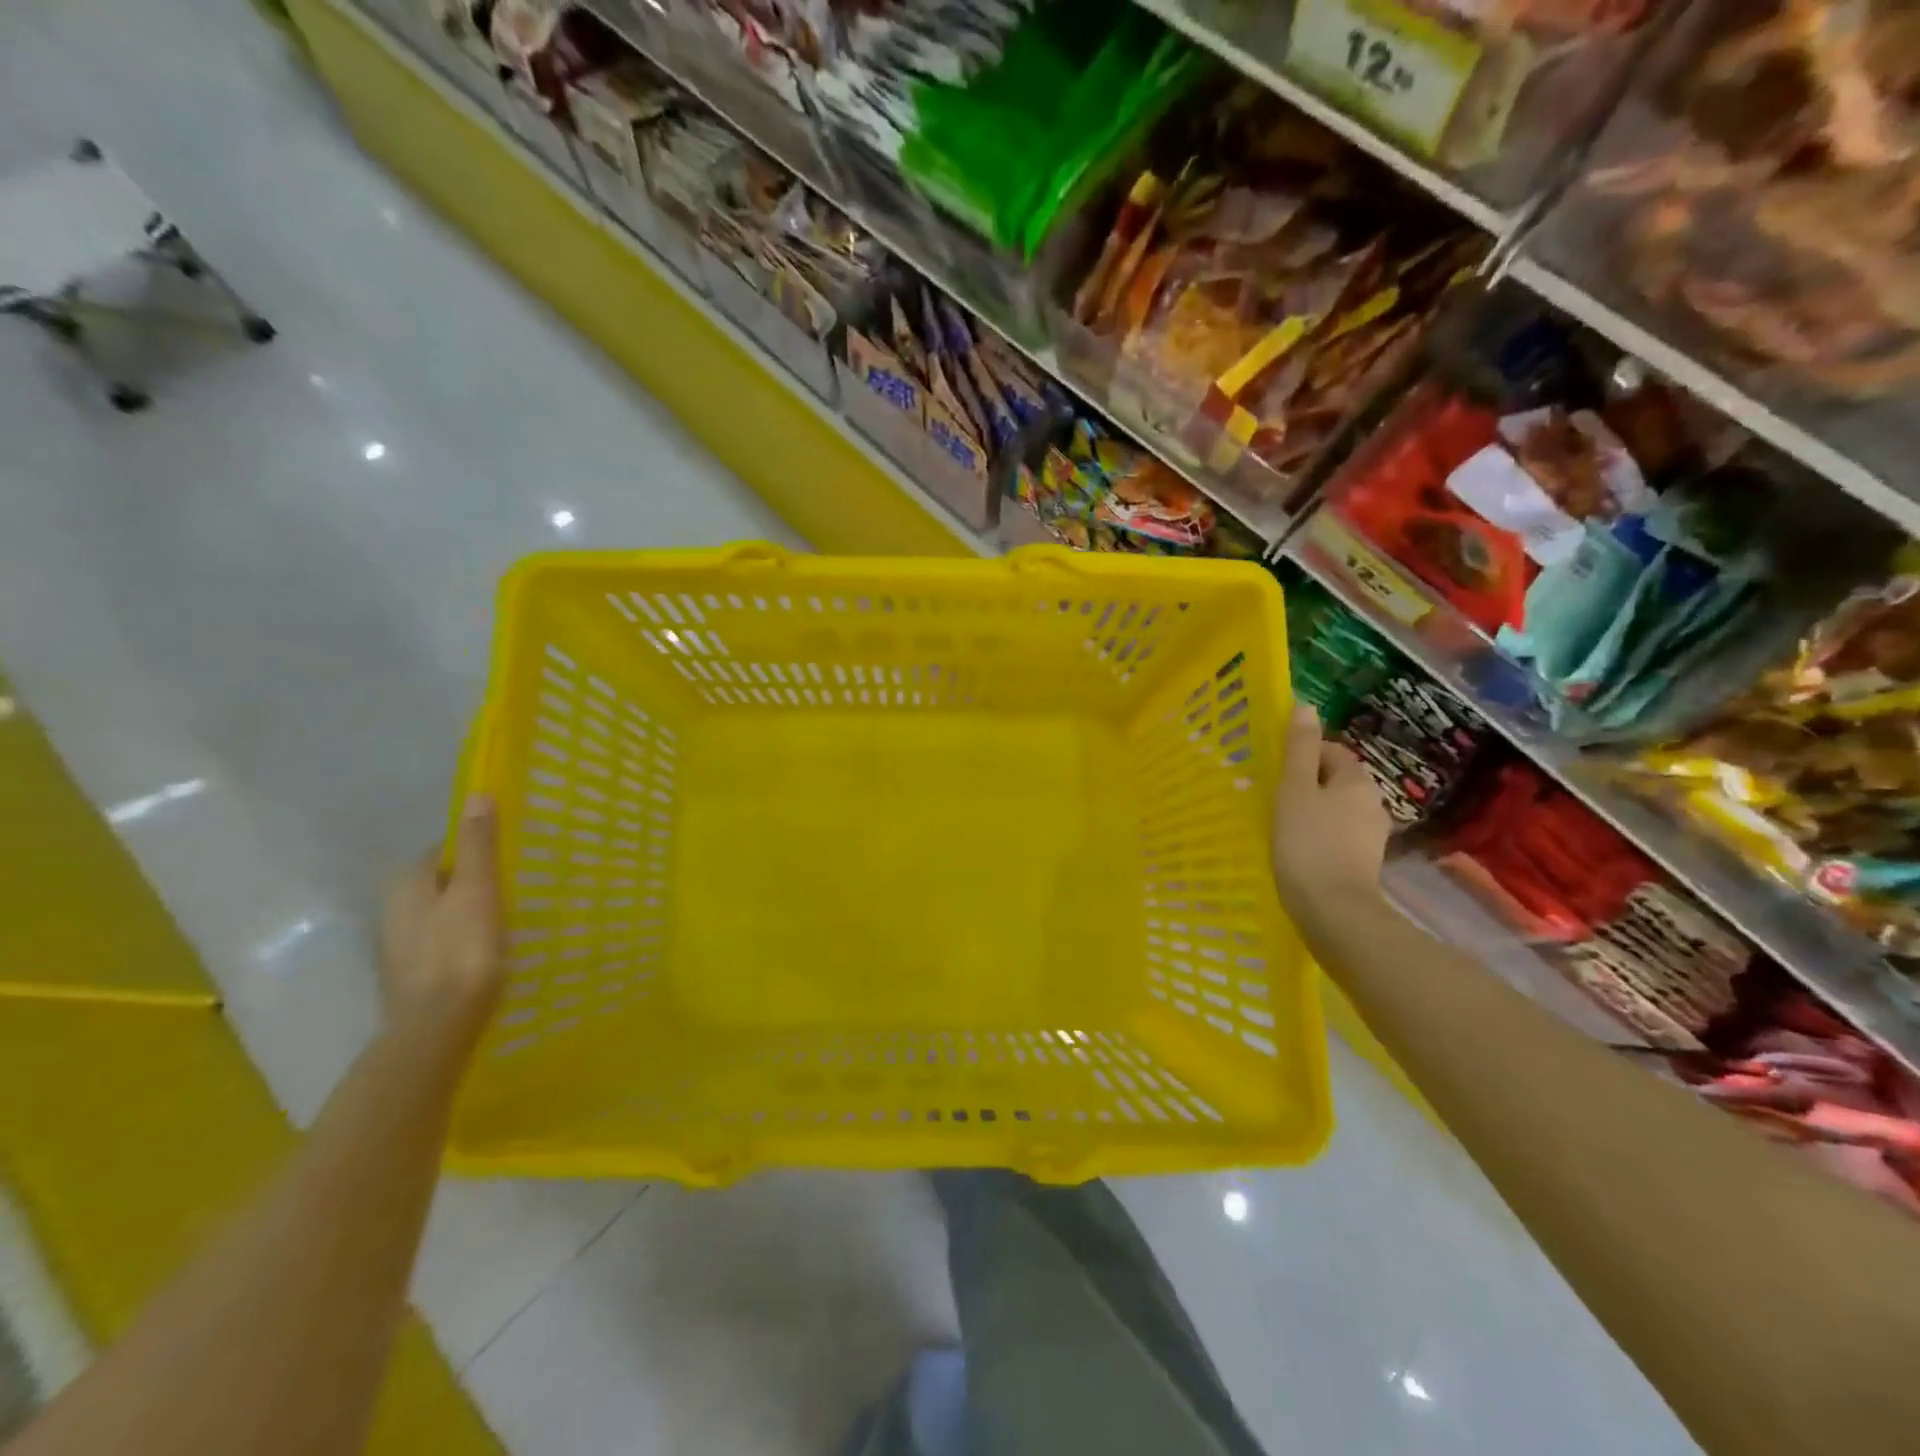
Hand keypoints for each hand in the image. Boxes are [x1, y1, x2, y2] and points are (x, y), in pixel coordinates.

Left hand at [379, 795, 504, 1047]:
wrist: (436, 1027)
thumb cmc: (462, 951)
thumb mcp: (477, 890)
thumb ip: (477, 845)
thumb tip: (476, 795)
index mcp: (409, 883)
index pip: (442, 848)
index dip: (476, 847)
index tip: (509, 856)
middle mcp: (394, 908)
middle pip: (440, 880)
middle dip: (472, 879)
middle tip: (513, 886)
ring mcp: (399, 944)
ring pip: (440, 911)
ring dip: (467, 909)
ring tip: (505, 918)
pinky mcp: (410, 973)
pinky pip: (440, 939)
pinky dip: (461, 937)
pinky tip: (484, 950)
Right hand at [1272, 705, 1391, 916]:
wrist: (1333, 910)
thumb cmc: (1307, 843)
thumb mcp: (1295, 790)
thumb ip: (1299, 748)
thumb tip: (1306, 705)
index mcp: (1357, 780)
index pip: (1331, 751)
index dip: (1302, 756)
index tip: (1274, 772)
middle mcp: (1372, 802)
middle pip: (1335, 780)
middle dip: (1307, 784)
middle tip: (1273, 798)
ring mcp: (1372, 835)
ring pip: (1336, 809)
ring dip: (1313, 812)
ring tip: (1282, 826)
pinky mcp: (1364, 862)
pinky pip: (1338, 835)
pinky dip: (1320, 836)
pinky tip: (1299, 850)